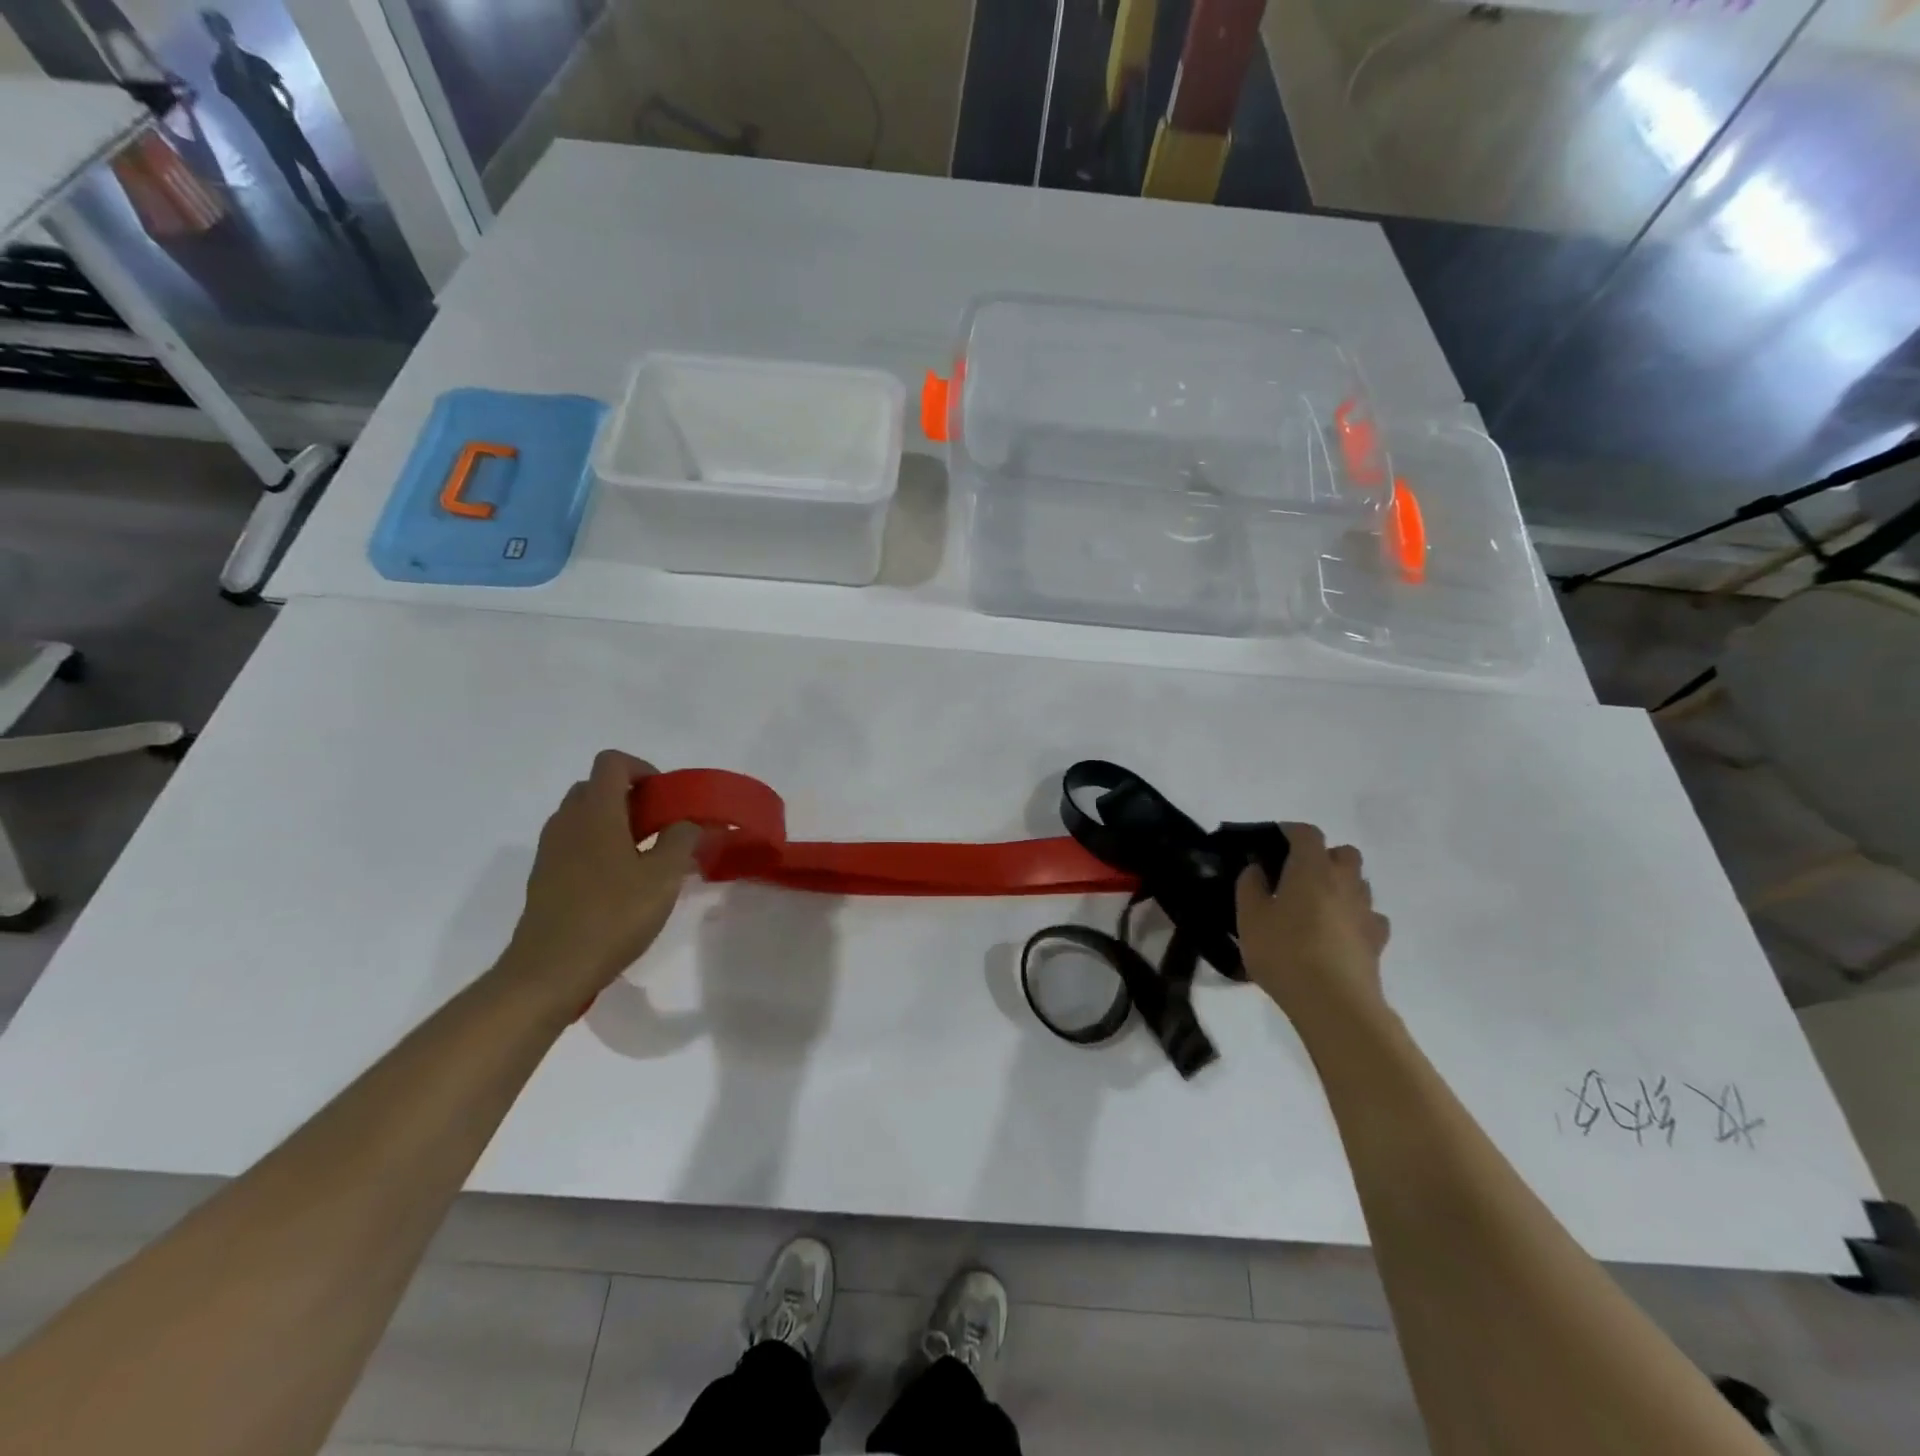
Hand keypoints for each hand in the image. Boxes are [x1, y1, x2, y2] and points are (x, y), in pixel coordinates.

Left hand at [503, 751, 699, 1008]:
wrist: (549, 971)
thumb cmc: (612, 916)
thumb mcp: (663, 877)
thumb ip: (682, 840)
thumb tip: (691, 822)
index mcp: (596, 812)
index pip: (612, 762)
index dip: (643, 769)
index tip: (667, 798)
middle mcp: (567, 821)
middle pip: (596, 787)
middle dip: (631, 797)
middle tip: (661, 826)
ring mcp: (550, 850)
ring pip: (583, 816)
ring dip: (615, 823)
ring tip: (645, 856)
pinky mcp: (545, 877)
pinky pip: (574, 844)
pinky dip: (598, 847)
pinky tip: (620, 883)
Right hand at [1236, 824, 1390, 1027]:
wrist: (1335, 1003)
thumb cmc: (1284, 952)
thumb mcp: (1249, 917)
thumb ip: (1250, 886)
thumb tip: (1257, 869)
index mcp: (1311, 868)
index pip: (1307, 833)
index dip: (1290, 831)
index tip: (1274, 840)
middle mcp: (1344, 881)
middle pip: (1344, 853)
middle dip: (1324, 855)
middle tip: (1298, 874)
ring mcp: (1366, 911)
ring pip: (1359, 883)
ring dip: (1340, 885)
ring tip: (1316, 905)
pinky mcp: (1378, 940)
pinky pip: (1370, 916)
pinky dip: (1355, 916)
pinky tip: (1339, 932)